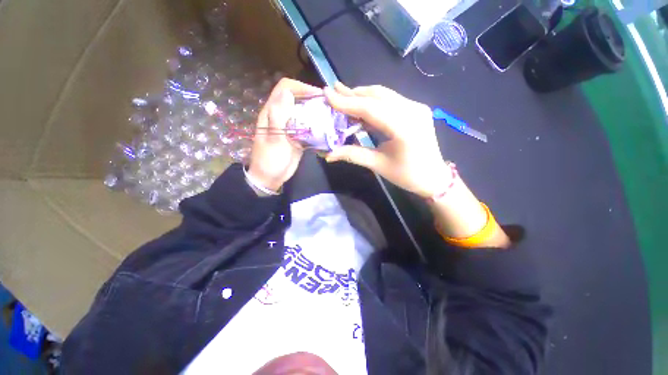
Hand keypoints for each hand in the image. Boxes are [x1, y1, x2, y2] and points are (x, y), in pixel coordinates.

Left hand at [248, 78, 321, 190]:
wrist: (271, 178)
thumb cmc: (270, 160)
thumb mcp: (274, 139)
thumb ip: (279, 117)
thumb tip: (287, 92)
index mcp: (272, 112)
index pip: (285, 89)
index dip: (301, 87)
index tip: (317, 95)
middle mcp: (281, 116)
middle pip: (297, 98)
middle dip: (312, 98)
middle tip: (328, 105)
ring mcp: (291, 126)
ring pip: (304, 112)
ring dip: (316, 111)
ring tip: (330, 115)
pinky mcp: (298, 136)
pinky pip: (308, 126)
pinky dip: (317, 125)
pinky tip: (326, 129)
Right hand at [325, 83, 449, 197]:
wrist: (434, 177)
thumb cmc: (407, 175)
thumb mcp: (378, 165)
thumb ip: (353, 155)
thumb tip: (328, 154)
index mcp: (404, 127)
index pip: (370, 109)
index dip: (347, 102)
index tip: (327, 94)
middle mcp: (413, 110)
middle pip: (377, 96)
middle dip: (353, 94)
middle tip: (333, 91)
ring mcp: (417, 107)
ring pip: (384, 95)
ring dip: (362, 95)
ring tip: (343, 96)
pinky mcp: (416, 109)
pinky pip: (391, 100)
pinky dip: (373, 101)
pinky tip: (361, 105)